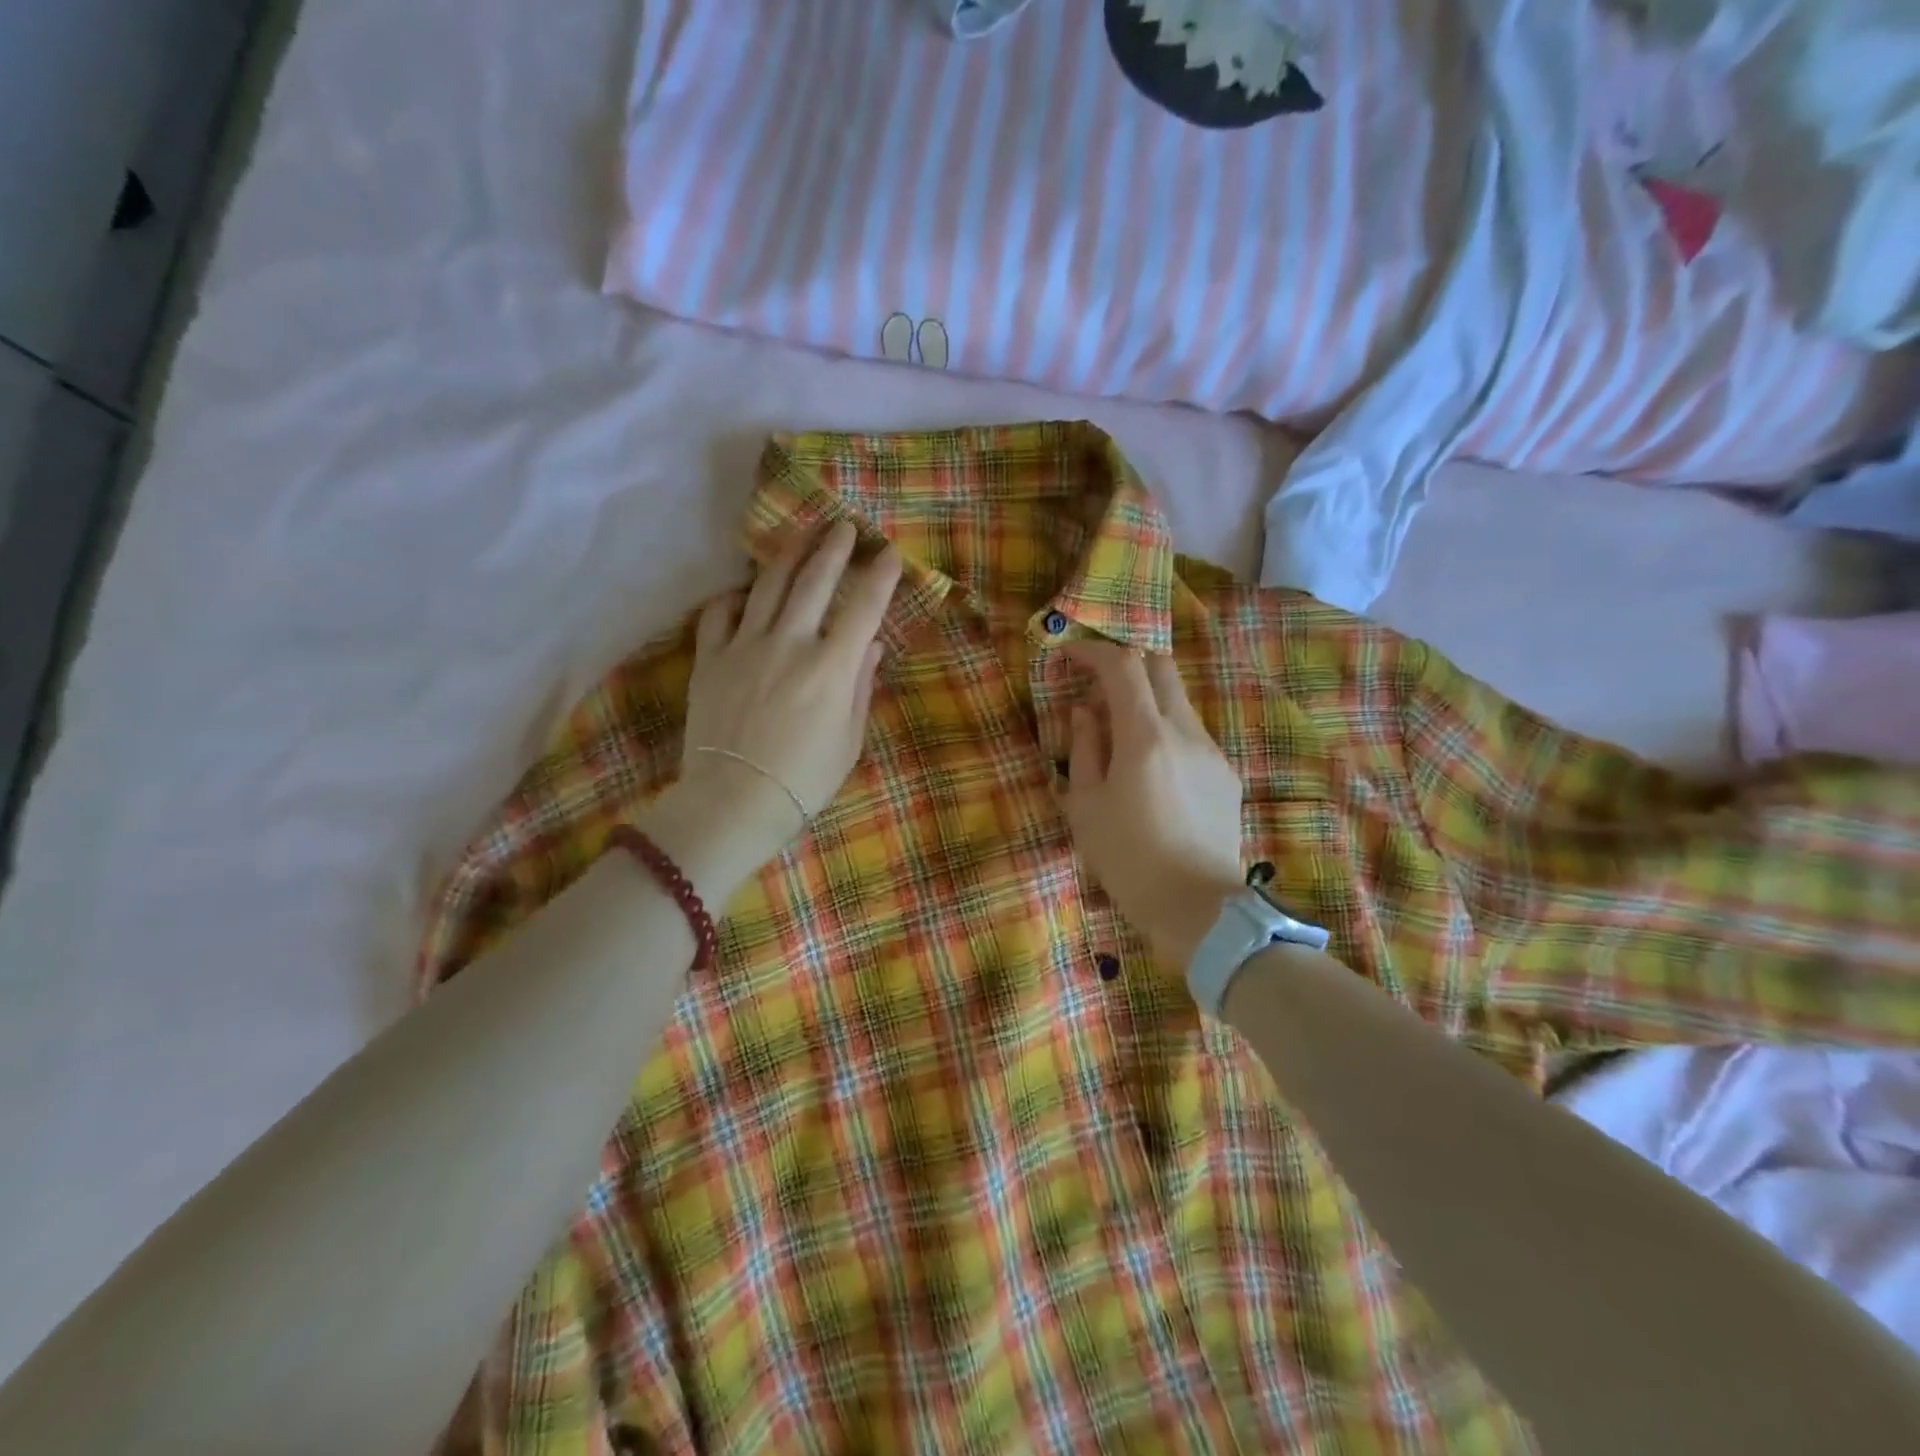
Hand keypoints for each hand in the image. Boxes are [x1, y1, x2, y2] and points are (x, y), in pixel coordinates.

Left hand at [643, 522, 900, 900]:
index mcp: (831, 667)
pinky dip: (734, 597)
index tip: (890, 552)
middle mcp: (790, 643)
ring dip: (789, 555)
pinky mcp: (710, 658)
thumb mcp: (848, 740)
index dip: (880, 577)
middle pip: (815, 581)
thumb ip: (861, 687)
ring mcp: (745, 646)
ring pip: (768, 585)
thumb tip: (870, 646)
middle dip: (834, 548)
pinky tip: (744, 593)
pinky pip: (720, 614)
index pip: (864, 608)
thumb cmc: (803, 780)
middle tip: (844, 526)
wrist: (734, 802)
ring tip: (802, 535)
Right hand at [1063, 642, 1246, 970]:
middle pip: (1160, 666)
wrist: (1197, 907)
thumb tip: (1085, 713)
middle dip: (1126, 663)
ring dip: (1146, 700)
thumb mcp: (1085, 806)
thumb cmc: (1128, 859)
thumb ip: (1084, 748)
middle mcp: (1184, 731)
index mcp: (1145, 736)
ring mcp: (1211, 751)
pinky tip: (1150, 772)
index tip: (1068, 656)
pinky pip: (1191, 734)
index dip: (1092, 652)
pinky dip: (1165, 731)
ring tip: (1119, 734)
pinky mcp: (1225, 774)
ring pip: (1178, 700)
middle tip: (1096, 685)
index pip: (1122, 666)